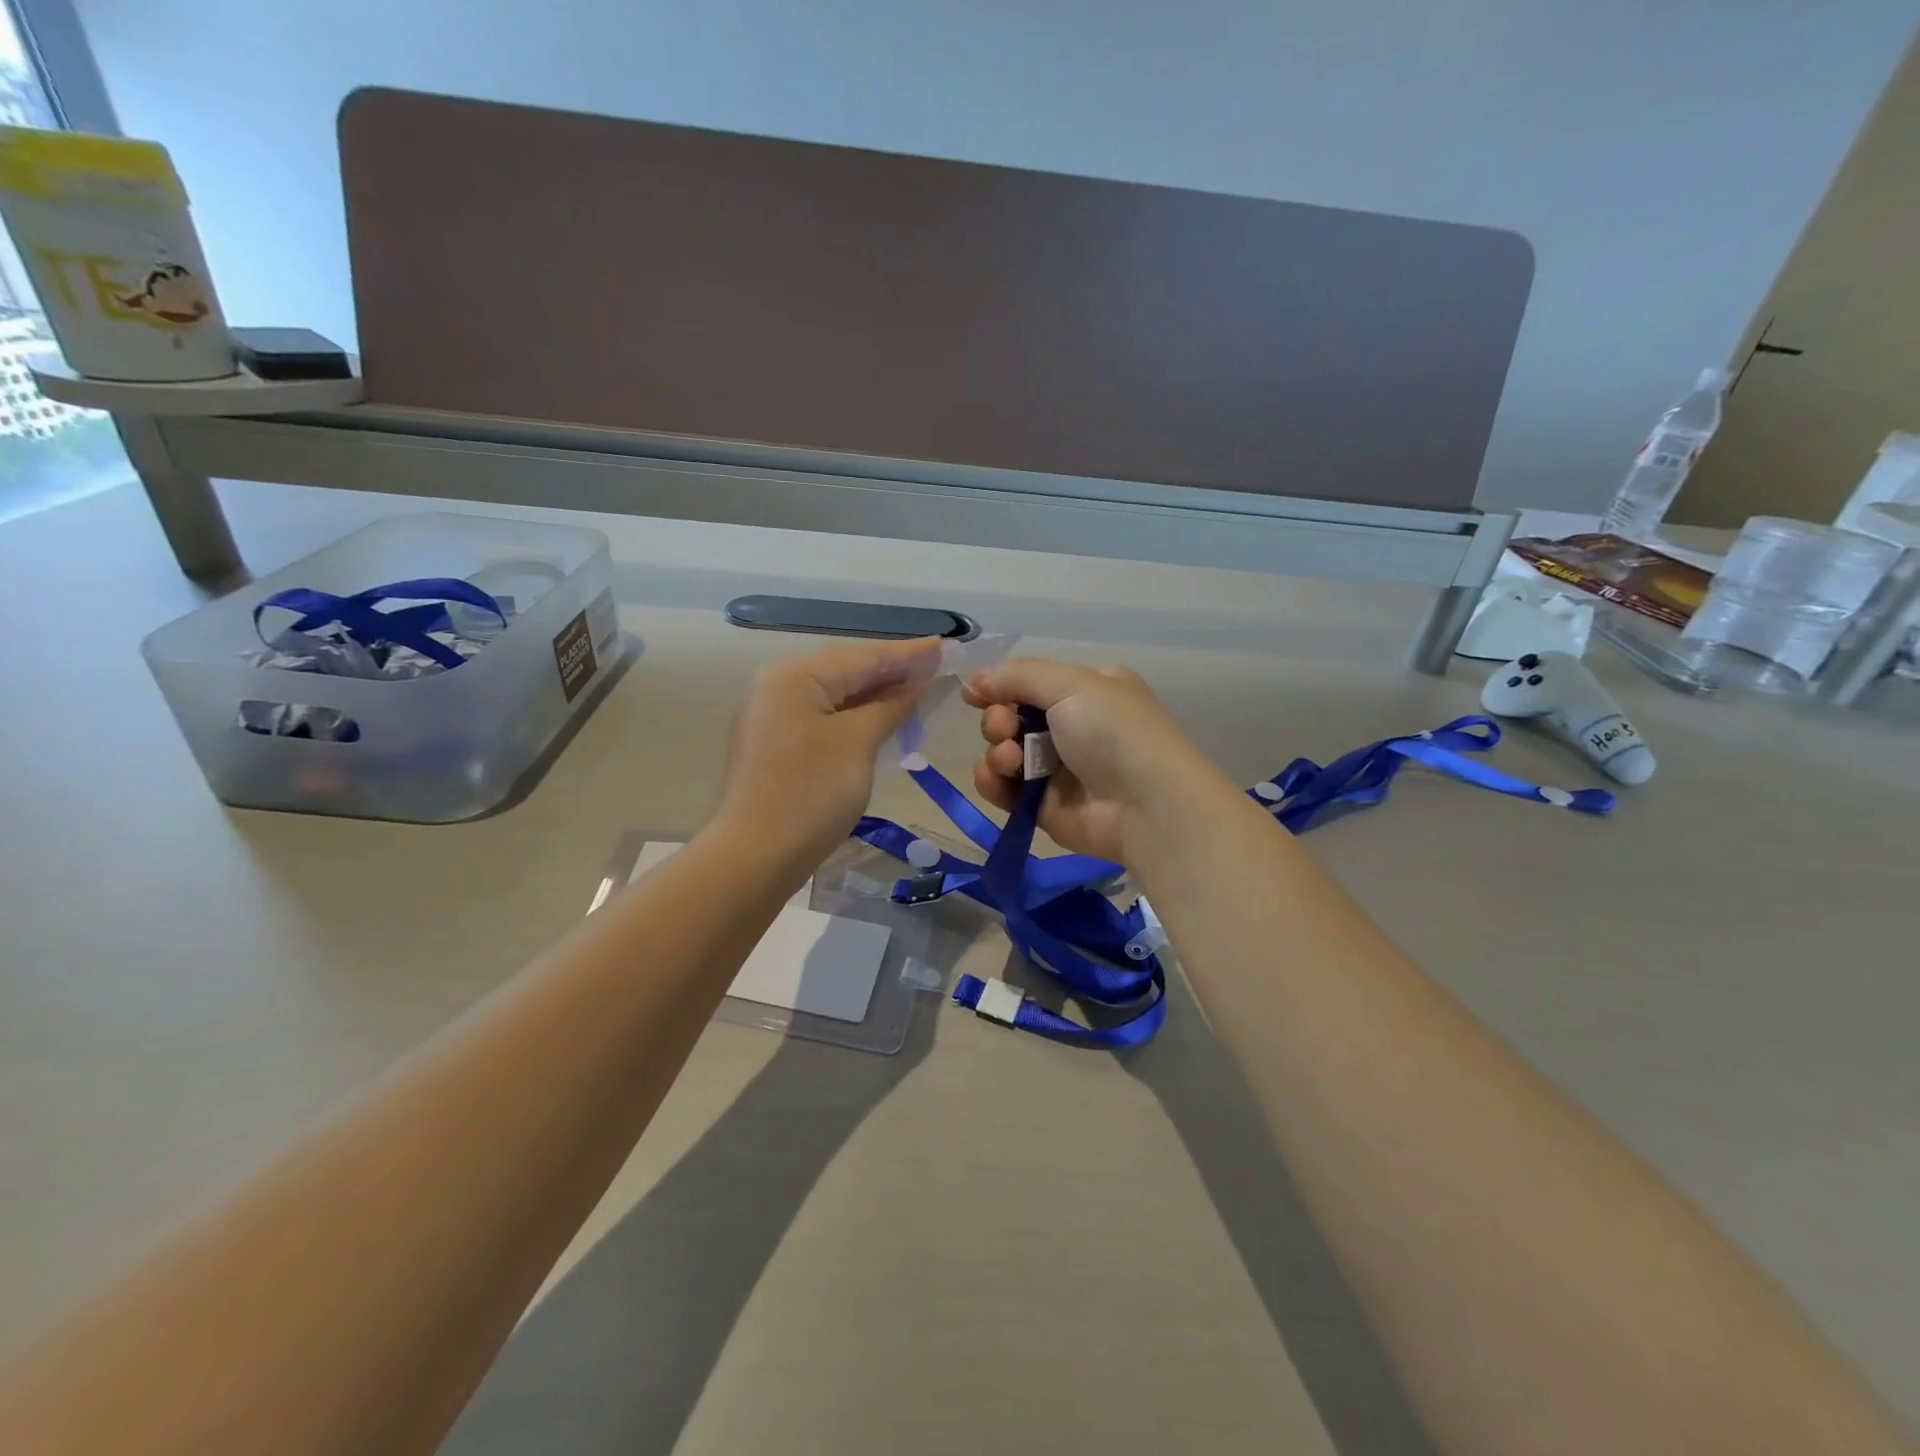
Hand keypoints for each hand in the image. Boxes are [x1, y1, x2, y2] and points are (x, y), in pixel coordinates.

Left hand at [715, 637, 940, 870]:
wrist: (756, 857)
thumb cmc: (811, 792)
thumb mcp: (858, 743)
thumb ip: (889, 707)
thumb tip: (914, 686)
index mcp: (794, 676)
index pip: (862, 657)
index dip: (908, 654)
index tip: (945, 645)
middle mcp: (778, 687)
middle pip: (846, 672)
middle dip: (893, 672)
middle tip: (938, 666)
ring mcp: (773, 717)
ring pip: (835, 697)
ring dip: (877, 695)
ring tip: (919, 688)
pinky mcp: (776, 746)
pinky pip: (824, 718)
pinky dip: (856, 717)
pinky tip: (883, 718)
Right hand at [963, 658, 1211, 862]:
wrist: (1145, 805)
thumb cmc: (1112, 731)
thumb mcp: (1070, 684)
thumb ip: (1018, 676)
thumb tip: (977, 680)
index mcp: (1086, 691)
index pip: (1031, 683)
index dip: (1000, 686)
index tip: (975, 693)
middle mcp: (1072, 727)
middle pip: (1012, 717)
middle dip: (998, 720)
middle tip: (1004, 727)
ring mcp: (1057, 769)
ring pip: (1004, 752)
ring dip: (996, 751)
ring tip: (1010, 759)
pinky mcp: (1043, 806)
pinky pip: (1004, 789)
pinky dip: (993, 781)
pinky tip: (997, 777)